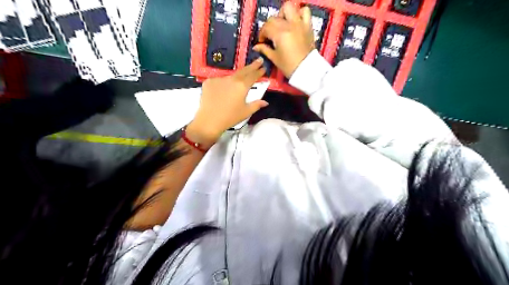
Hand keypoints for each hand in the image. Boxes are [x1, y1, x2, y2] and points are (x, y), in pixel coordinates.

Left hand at [186, 58, 266, 148]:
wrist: (209, 120)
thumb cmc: (230, 117)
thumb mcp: (246, 112)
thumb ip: (256, 105)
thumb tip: (265, 102)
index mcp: (242, 86)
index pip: (253, 75)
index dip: (259, 71)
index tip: (263, 67)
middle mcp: (231, 79)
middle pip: (243, 71)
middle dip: (252, 66)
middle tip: (258, 60)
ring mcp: (219, 79)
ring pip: (230, 77)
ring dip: (235, 78)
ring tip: (237, 84)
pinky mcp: (209, 82)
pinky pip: (219, 81)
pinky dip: (222, 84)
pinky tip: (222, 92)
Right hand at [253, 3, 314, 77]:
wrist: (306, 70)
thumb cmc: (289, 66)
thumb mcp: (275, 58)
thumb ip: (264, 49)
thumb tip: (256, 47)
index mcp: (279, 34)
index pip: (266, 27)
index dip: (261, 34)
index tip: (262, 42)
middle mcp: (289, 25)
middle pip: (274, 18)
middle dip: (269, 26)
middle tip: (270, 36)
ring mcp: (299, 24)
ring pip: (288, 8)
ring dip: (283, 14)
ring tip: (282, 24)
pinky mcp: (308, 26)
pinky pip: (305, 11)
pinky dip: (299, 13)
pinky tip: (295, 22)